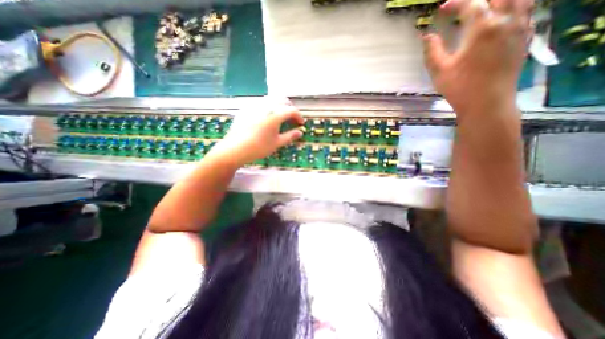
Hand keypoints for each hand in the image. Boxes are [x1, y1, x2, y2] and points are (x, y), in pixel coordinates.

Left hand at [211, 98, 303, 165]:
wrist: (235, 149)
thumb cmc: (258, 147)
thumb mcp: (277, 143)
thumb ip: (290, 136)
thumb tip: (300, 133)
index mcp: (275, 114)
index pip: (292, 110)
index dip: (299, 116)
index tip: (301, 123)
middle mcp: (265, 105)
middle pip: (282, 99)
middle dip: (290, 107)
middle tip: (291, 118)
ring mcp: (254, 105)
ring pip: (271, 98)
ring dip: (279, 105)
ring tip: (280, 117)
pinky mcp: (246, 108)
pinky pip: (260, 102)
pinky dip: (268, 106)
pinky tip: (266, 117)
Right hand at [422, 0, 530, 117]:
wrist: (487, 102)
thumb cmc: (460, 87)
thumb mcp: (439, 70)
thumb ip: (432, 51)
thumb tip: (426, 36)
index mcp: (483, 28)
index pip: (471, 4)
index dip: (455, 3)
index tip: (442, 9)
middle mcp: (507, 21)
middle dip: (476, 0)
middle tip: (461, 7)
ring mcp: (520, 28)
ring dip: (498, 0)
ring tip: (484, 7)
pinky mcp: (525, 38)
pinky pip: (527, 10)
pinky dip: (515, 6)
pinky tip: (504, 15)